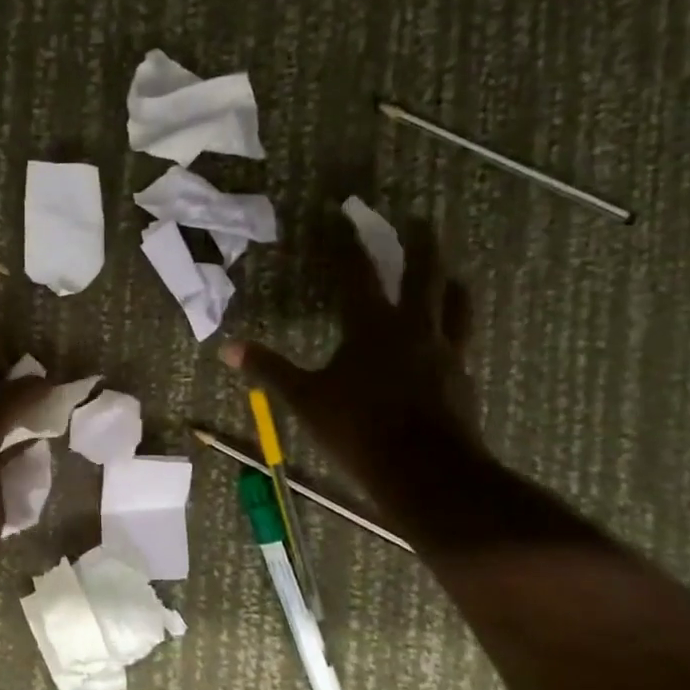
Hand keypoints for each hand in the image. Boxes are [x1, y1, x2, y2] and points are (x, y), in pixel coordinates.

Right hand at [221, 219, 480, 528]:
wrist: (427, 471)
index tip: (346, 218)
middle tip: (420, 220)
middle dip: (420, 243)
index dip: (350, 245)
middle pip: (423, 273)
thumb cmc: (359, 429)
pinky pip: (461, 339)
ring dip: (448, 280)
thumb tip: (227, 347)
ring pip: (454, 302)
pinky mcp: (462, 377)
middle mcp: (414, 328)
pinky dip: (455, 325)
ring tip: (448, 271)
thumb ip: (270, 369)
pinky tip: (450, 335)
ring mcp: (445, 351)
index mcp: (372, 326)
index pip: (359, 274)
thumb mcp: (305, 400)